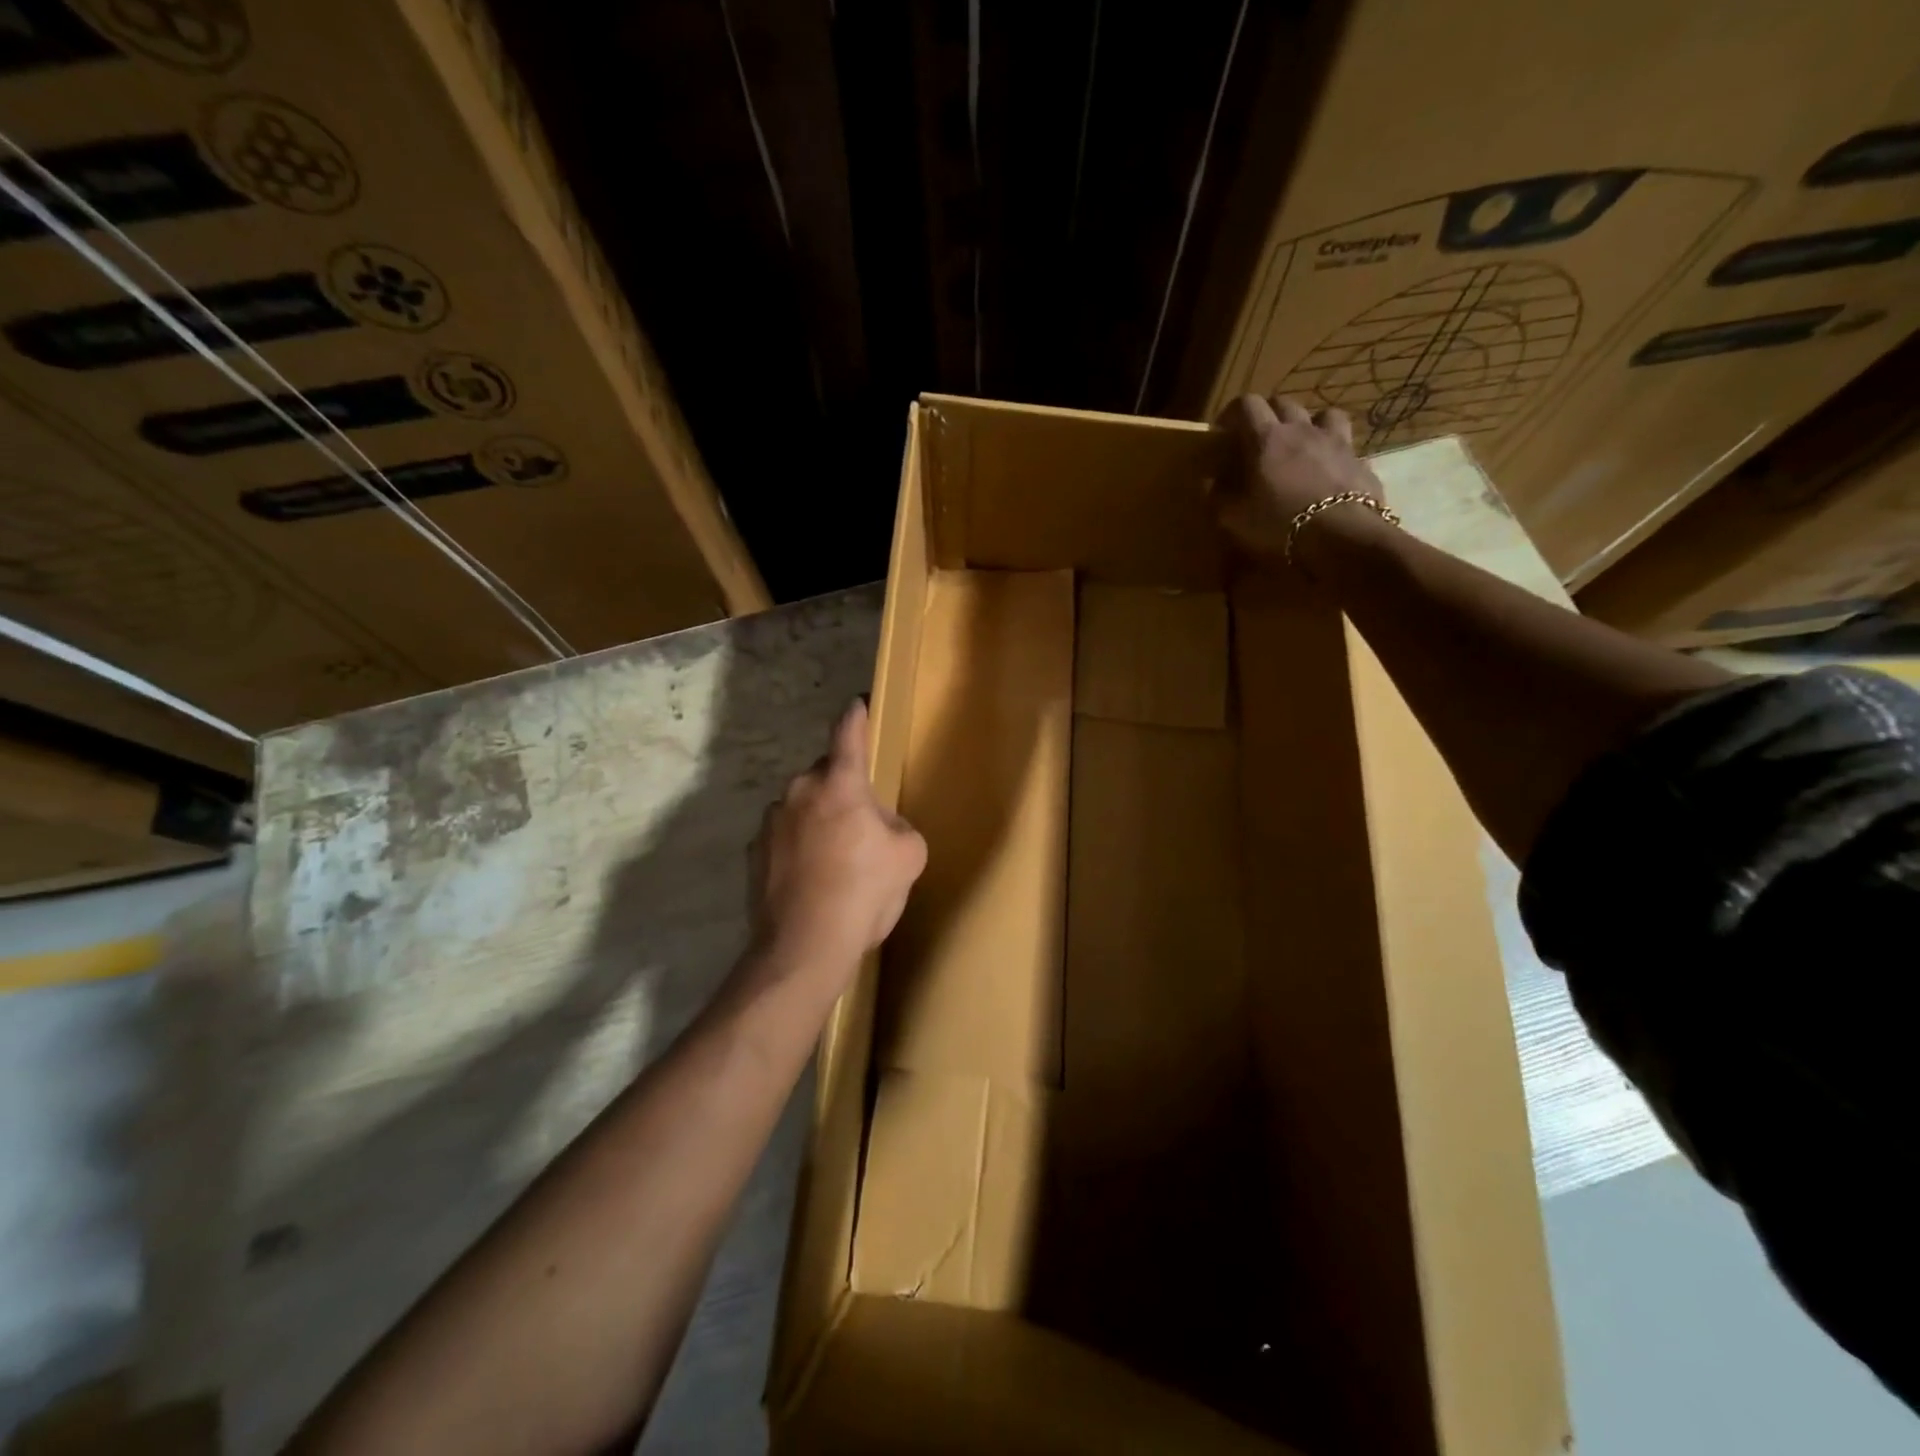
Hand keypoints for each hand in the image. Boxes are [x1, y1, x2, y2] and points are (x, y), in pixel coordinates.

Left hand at [747, 699, 927, 993]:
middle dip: (843, 791)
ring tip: (836, 862)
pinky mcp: (753, 852)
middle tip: (862, 827)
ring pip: (802, 807)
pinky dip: (798, 847)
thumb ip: (896, 825)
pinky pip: (784, 837)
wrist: (804, 947)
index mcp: (840, 784)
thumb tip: (877, 825)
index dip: (856, 716)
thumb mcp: (908, 854)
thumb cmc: (864, 892)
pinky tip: (811, 880)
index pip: (849, 734)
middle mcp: (799, 791)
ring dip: (818, 820)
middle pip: (826, 776)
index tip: (858, 703)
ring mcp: (770, 821)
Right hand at [1213, 393, 1387, 563]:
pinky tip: (1328, 471)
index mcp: (1267, 438)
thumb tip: (1208, 482)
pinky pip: (1345, 444)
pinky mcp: (1360, 460)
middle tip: (1258, 440)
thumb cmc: (1279, 525)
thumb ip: (1218, 496)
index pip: (1246, 404)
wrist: (1342, 538)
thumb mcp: (1235, 518)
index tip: (1222, 431)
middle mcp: (1301, 429)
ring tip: (1301, 445)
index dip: (1232, 413)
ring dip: (1308, 424)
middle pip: (1283, 403)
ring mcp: (1335, 441)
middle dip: (1267, 415)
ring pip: (1322, 414)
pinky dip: (1333, 451)